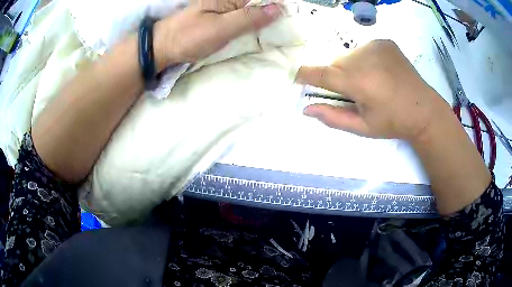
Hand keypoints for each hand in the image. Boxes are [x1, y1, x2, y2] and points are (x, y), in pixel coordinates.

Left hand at [153, 0, 281, 70]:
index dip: (278, 4)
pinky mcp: (220, 17)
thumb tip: (277, 9)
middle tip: (290, 24)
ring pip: (253, 9)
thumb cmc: (190, 37)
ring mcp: (225, 8)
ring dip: (266, 17)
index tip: (293, 15)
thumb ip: (249, 18)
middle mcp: (229, 0)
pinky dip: (255, 22)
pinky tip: (262, 28)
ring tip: (281, 26)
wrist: (164, 46)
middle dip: (274, 10)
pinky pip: (244, 16)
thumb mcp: (221, 28)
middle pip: (259, 2)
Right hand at [296, 40, 452, 141]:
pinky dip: (365, 59)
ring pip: (348, 55)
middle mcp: (364, 58)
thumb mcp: (362, 127)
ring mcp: (375, 46)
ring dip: (351, 67)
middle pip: (335, 63)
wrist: (424, 110)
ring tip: (371, 82)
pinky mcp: (384, 42)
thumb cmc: (393, 123)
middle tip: (355, 92)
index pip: (320, 73)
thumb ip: (333, 117)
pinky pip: (363, 49)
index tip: (301, 80)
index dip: (306, 75)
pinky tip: (380, 71)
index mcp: (358, 82)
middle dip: (338, 77)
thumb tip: (306, 109)